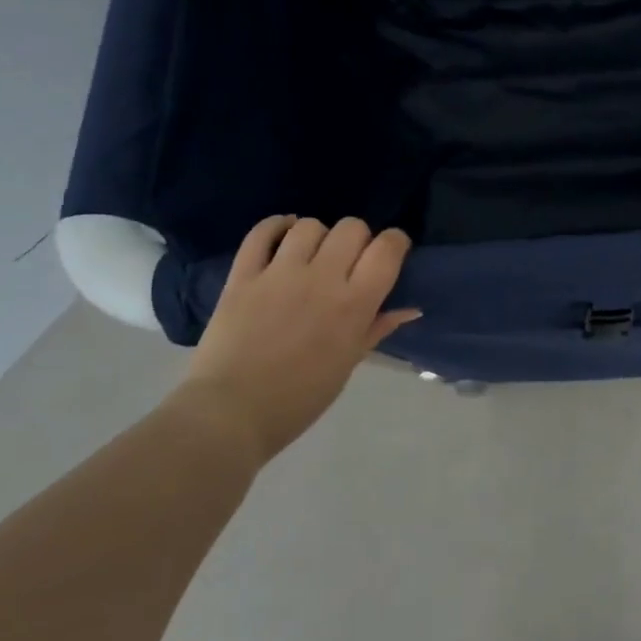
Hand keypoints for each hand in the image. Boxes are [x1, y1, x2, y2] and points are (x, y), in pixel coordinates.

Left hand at [177, 215, 419, 460]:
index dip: (395, 242)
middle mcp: (322, 278)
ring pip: (309, 226)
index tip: (391, 254)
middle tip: (349, 261)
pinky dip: (275, 226)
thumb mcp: (348, 364)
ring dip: (317, 236)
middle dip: (358, 239)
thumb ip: (377, 328)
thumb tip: (410, 309)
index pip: (387, 248)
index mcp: (354, 304)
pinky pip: (261, 233)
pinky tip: (282, 234)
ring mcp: (279, 273)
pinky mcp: (243, 275)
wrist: (230, 414)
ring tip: (312, 255)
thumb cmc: (299, 399)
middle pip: (351, 228)